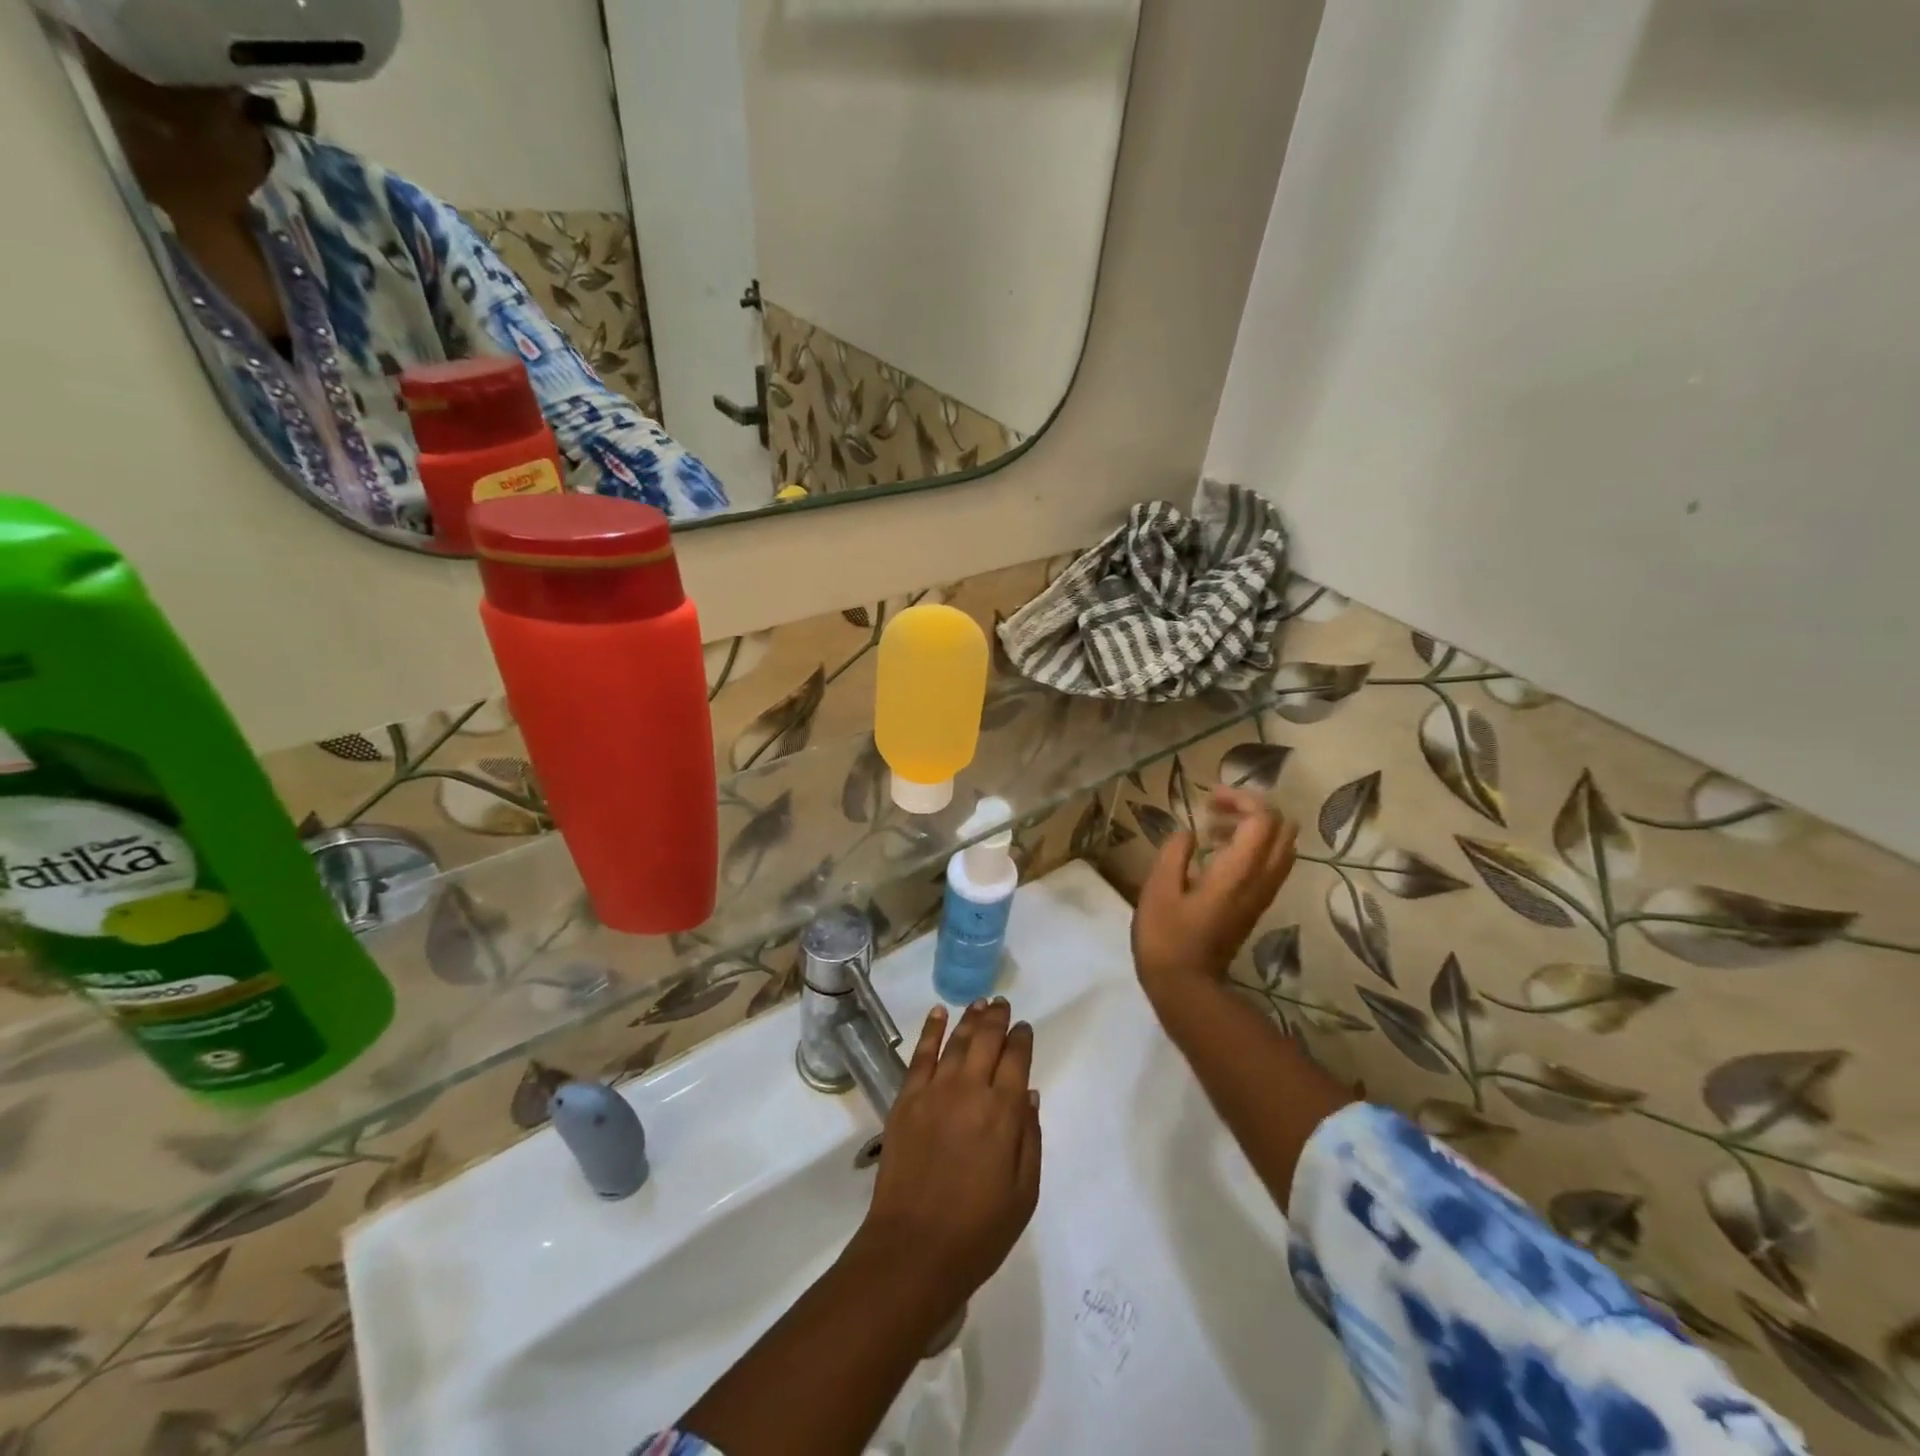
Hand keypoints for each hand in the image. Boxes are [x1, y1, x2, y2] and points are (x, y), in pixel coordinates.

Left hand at [854, 999, 1041, 1312]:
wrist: (914, 1249)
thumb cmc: (978, 1230)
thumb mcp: (1024, 1193)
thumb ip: (1030, 1138)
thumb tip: (1029, 1094)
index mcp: (1003, 1113)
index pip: (1016, 1060)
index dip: (1022, 1039)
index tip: (1024, 1028)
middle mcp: (970, 1090)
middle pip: (986, 1040)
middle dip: (997, 1018)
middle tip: (1002, 1003)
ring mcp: (934, 1091)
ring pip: (956, 1041)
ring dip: (969, 1018)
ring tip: (979, 1002)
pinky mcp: (906, 1099)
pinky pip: (920, 1055)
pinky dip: (931, 1029)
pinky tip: (938, 1013)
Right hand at [1133, 787, 1297, 1007]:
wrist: (1186, 988)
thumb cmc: (1166, 937)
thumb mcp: (1158, 888)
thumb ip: (1175, 852)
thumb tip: (1189, 833)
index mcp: (1238, 872)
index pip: (1264, 819)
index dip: (1241, 799)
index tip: (1208, 799)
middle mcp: (1260, 880)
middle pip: (1283, 829)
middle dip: (1253, 809)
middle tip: (1215, 810)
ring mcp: (1262, 895)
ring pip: (1281, 848)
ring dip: (1253, 828)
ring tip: (1212, 829)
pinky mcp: (1255, 906)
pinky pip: (1270, 865)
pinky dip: (1252, 847)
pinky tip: (1216, 853)